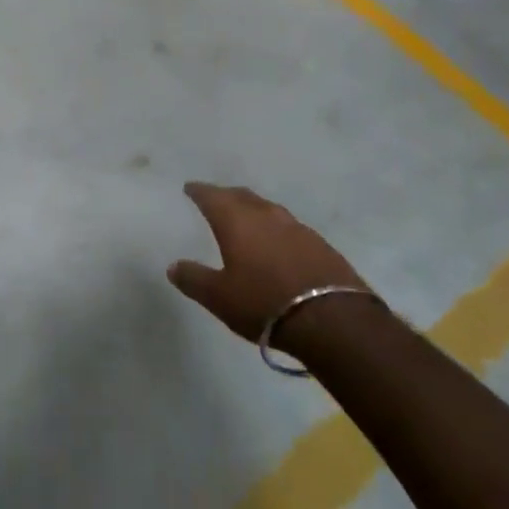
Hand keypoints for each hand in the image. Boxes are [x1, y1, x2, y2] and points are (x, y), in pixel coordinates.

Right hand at [169, 183, 375, 356]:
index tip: (190, 188)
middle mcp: (266, 216)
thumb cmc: (265, 303)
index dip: (199, 191)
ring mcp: (297, 228)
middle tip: (215, 199)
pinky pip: (289, 227)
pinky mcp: (320, 245)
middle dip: (226, 195)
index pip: (212, 196)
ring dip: (253, 209)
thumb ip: (194, 279)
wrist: (334, 321)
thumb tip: (173, 266)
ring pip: (268, 209)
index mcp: (237, 221)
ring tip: (245, 218)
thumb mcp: (220, 297)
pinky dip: (275, 228)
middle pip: (242, 196)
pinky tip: (277, 242)